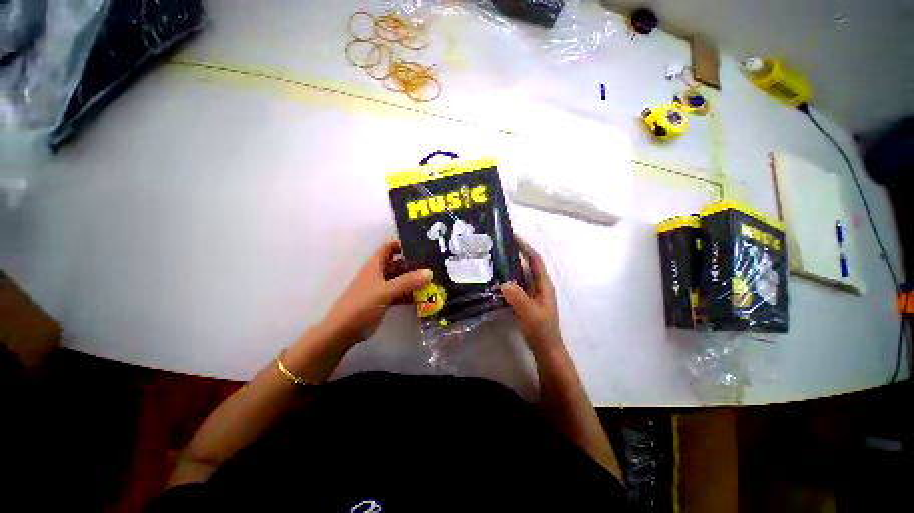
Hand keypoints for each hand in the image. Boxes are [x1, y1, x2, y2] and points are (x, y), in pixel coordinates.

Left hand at [320, 241, 431, 346]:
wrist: (344, 330)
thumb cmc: (362, 305)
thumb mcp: (385, 291)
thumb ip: (407, 281)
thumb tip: (429, 272)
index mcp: (375, 265)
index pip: (389, 248)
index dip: (403, 245)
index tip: (422, 247)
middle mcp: (379, 273)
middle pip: (398, 264)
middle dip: (414, 264)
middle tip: (433, 265)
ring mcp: (382, 288)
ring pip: (401, 279)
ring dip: (414, 280)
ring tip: (433, 280)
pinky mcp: (384, 300)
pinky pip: (400, 293)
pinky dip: (410, 294)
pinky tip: (424, 297)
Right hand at [501, 238, 563, 354]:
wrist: (546, 348)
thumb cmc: (541, 329)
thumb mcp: (530, 312)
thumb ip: (518, 297)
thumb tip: (504, 281)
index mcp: (544, 284)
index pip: (535, 260)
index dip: (526, 247)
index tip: (513, 237)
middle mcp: (539, 285)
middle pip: (528, 264)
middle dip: (517, 253)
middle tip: (499, 246)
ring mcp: (533, 293)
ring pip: (521, 275)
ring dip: (511, 266)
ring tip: (495, 259)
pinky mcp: (526, 300)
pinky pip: (517, 285)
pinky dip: (508, 279)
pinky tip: (497, 280)